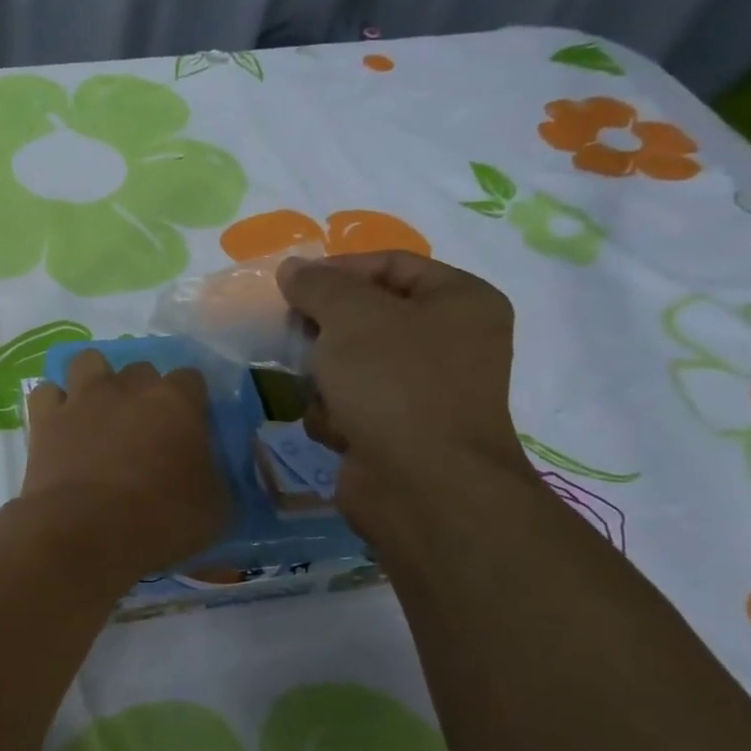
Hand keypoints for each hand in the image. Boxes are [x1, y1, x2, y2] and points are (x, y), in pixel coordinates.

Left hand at [21, 351, 228, 577]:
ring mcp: (82, 397)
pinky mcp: (46, 417)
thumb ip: (216, 478)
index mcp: (176, 402)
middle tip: (144, 429)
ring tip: (99, 411)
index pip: (191, 379)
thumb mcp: (216, 510)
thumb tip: (211, 472)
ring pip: (89, 362)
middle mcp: (128, 387)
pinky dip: (54, 405)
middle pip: (141, 370)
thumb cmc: (160, 521)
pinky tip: (61, 426)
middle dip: (144, 392)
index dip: (191, 402)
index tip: (190, 429)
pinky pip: (48, 393)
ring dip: (96, 381)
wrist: (85, 534)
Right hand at [276, 251, 531, 528]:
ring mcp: (425, 390)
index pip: (389, 264)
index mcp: (459, 300)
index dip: (336, 270)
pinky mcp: (399, 430)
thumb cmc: (394, 383)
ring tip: (320, 391)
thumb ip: (317, 284)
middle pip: (366, 315)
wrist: (422, 487)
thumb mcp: (350, 315)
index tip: (291, 287)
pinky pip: (351, 404)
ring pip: (350, 362)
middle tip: (294, 337)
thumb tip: (292, 269)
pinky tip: (337, 429)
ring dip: (323, 376)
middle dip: (324, 330)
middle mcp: (450, 341)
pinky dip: (335, 414)